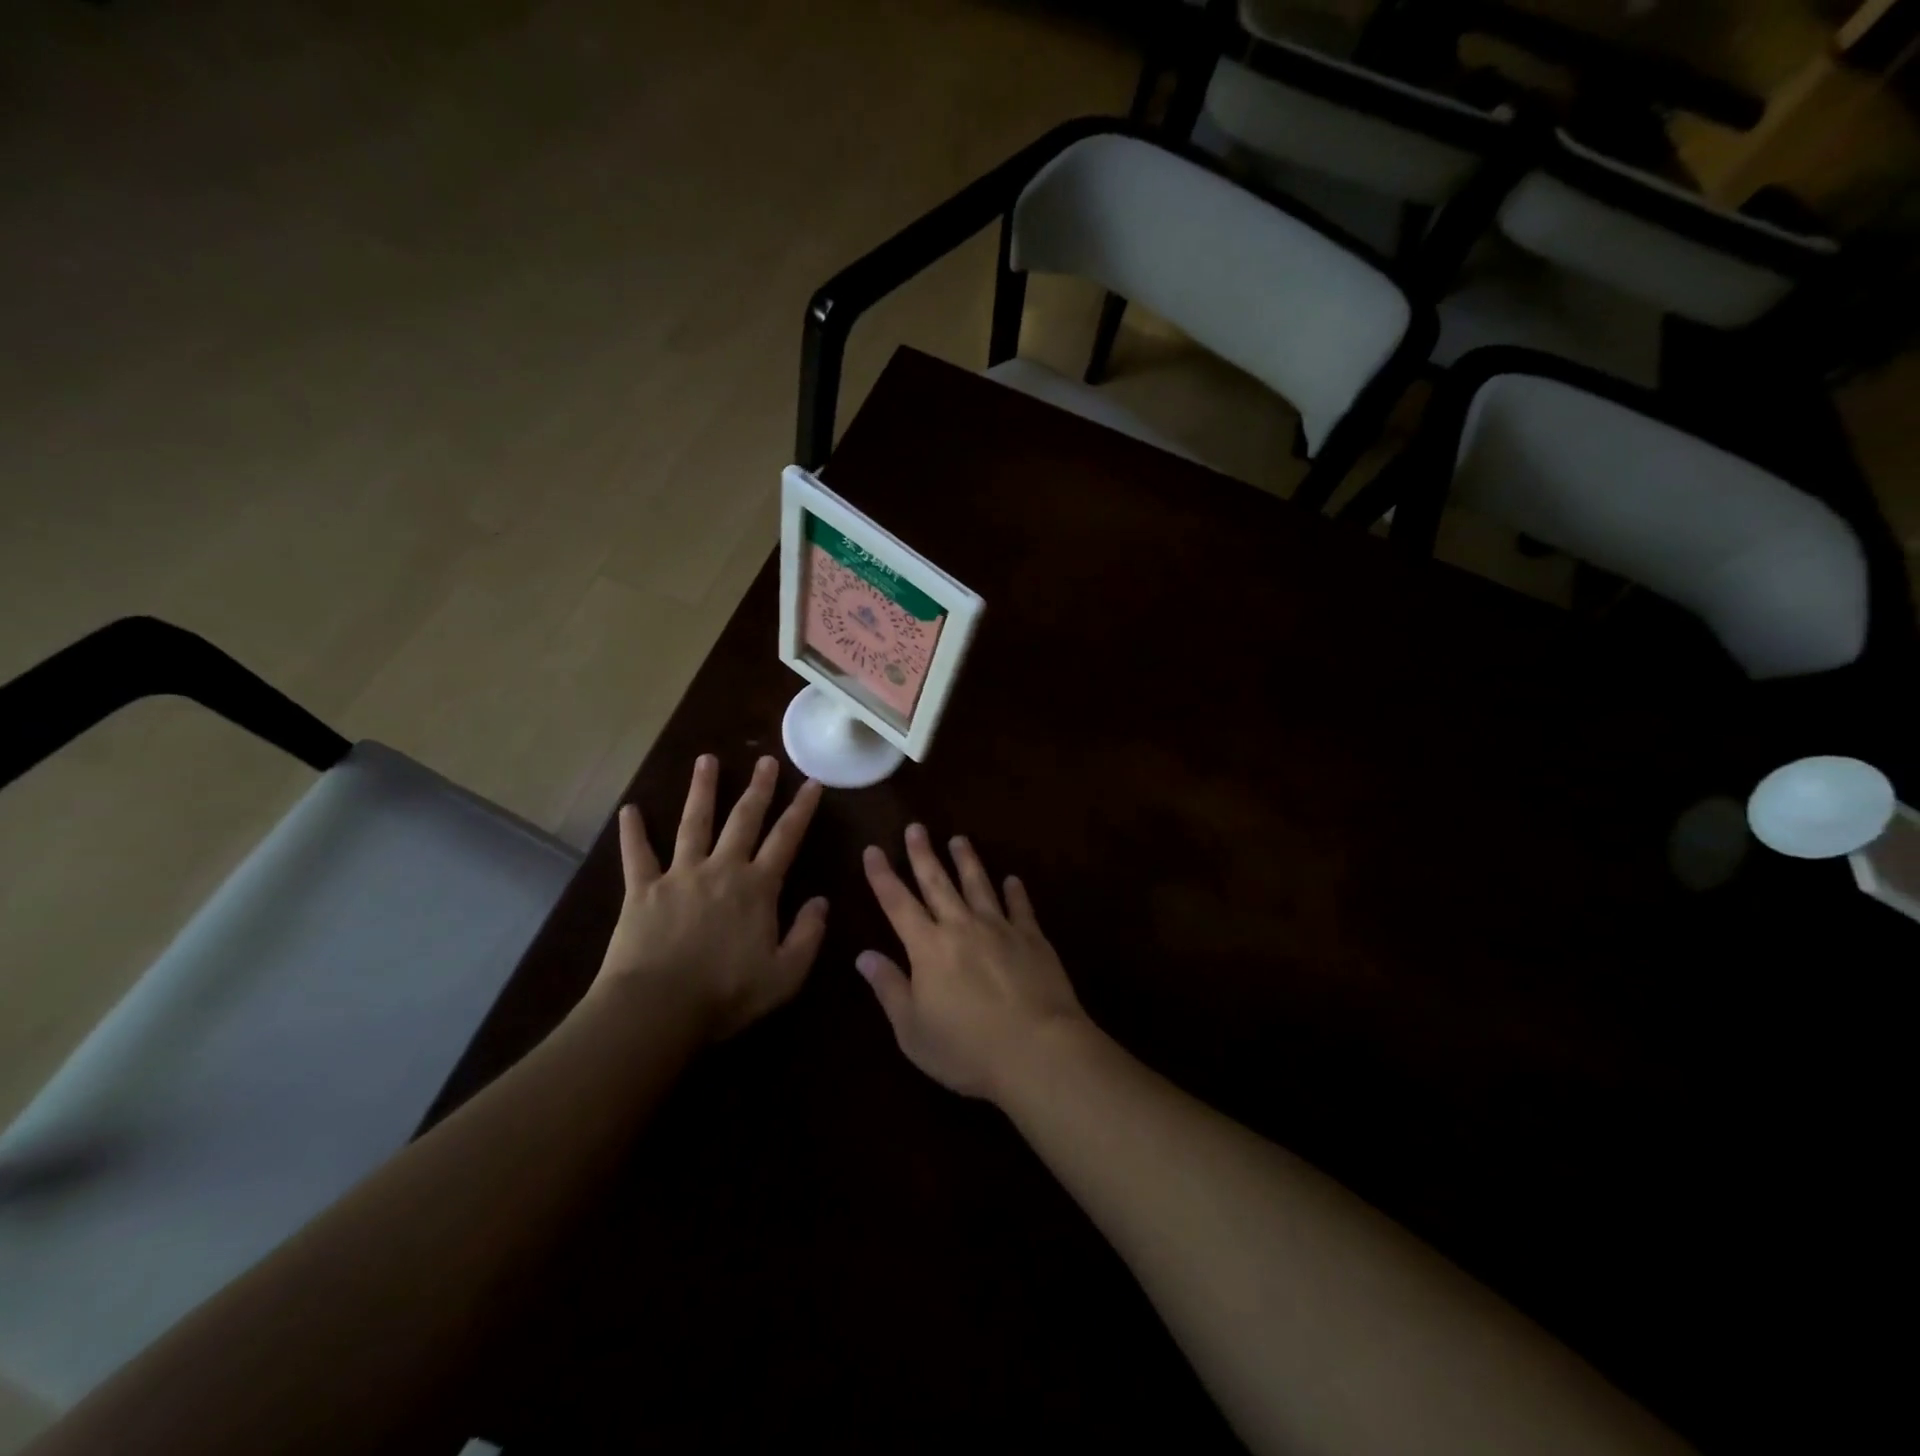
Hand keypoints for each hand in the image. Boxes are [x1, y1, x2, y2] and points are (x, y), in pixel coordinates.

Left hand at [593, 754, 827, 1041]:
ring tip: (706, 760)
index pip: (786, 839)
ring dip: (702, 790)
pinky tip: (630, 809)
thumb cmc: (726, 994)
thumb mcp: (785, 974)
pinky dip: (633, 832)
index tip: (812, 782)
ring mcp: (680, 875)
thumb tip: (821, 901)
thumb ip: (808, 935)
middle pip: (743, 819)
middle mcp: (722, 869)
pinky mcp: (642, 889)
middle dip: (758, 788)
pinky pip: (637, 855)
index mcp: (758, 888)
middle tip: (766, 760)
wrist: (658, 1008)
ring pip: (694, 823)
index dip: (801, 809)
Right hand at [856, 824, 1088, 1101]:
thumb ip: (889, 988)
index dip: (882, 876)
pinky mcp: (1033, 938)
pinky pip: (1021, 907)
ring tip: (959, 839)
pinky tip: (1012, 880)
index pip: (897, 902)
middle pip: (937, 882)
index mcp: (927, 947)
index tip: (873, 850)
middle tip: (916, 827)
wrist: (1037, 1049)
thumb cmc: (966, 1048)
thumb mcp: (913, 1029)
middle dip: (923, 854)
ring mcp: (1000, 928)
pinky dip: (1015, 891)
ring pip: (979, 885)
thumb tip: (863, 955)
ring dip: (967, 861)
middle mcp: (961, 926)